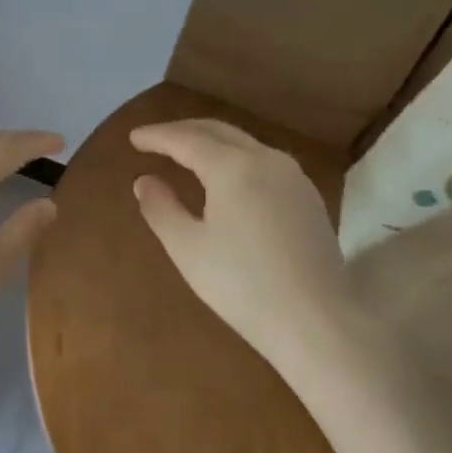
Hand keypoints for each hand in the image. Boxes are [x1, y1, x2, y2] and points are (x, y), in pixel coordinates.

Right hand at [130, 119, 353, 372]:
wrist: (316, 321)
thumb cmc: (242, 285)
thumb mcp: (187, 248)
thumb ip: (161, 208)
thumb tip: (145, 181)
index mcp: (232, 166)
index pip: (186, 139)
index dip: (157, 136)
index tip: (134, 137)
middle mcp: (266, 159)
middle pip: (218, 132)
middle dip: (184, 131)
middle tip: (156, 139)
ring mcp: (293, 176)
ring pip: (245, 144)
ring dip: (212, 142)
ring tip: (187, 154)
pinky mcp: (308, 197)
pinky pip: (264, 162)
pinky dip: (236, 159)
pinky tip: (228, 178)